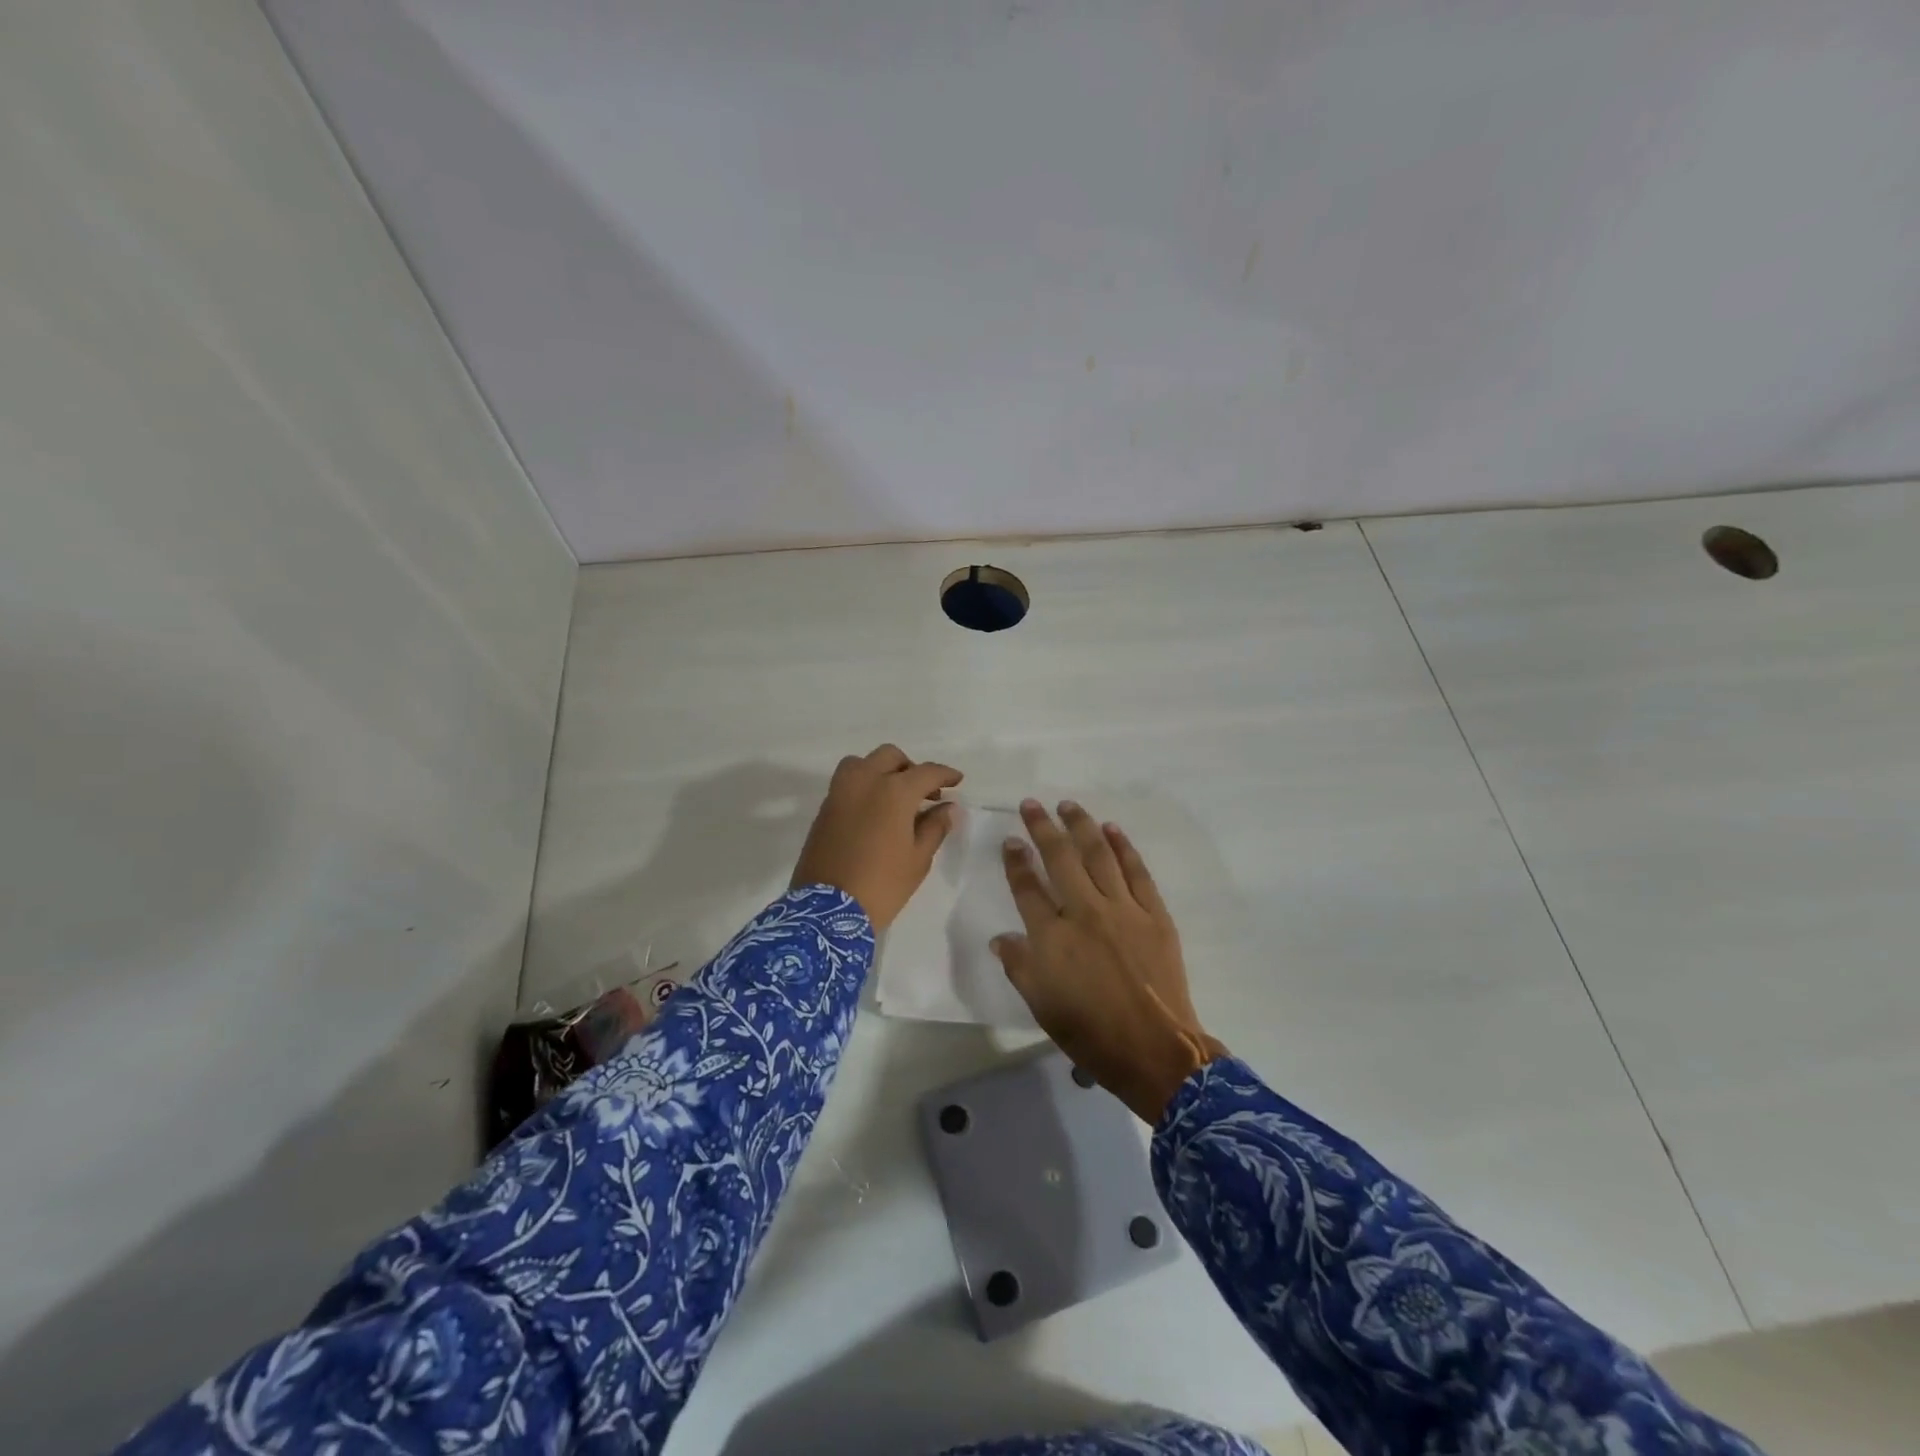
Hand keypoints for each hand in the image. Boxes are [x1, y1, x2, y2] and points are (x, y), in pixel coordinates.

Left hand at [791, 745, 962, 930]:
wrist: (827, 910)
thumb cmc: (882, 884)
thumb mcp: (918, 859)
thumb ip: (935, 826)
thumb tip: (948, 808)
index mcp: (894, 791)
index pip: (926, 772)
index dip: (945, 775)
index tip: (956, 781)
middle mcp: (865, 781)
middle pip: (891, 757)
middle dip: (911, 768)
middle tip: (925, 793)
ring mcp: (840, 792)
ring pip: (863, 763)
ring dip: (882, 770)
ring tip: (895, 796)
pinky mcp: (824, 808)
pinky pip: (847, 782)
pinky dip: (864, 785)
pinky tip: (875, 810)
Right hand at [993, 800, 1225, 1122]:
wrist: (1153, 1050)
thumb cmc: (1089, 1032)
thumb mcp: (1041, 1004)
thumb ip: (1019, 965)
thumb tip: (1001, 938)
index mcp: (1052, 936)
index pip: (1027, 887)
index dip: (1016, 861)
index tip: (1010, 840)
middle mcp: (1084, 912)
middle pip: (1060, 859)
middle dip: (1043, 828)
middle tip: (1031, 804)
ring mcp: (1122, 910)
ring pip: (1098, 855)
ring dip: (1081, 826)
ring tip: (1068, 806)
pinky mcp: (1153, 914)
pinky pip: (1136, 872)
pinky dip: (1123, 847)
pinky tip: (1112, 830)